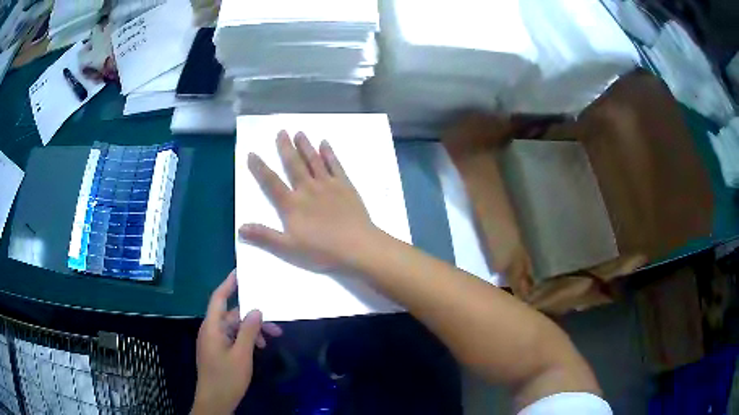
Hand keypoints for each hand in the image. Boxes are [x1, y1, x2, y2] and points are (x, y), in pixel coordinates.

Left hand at [192, 271, 282, 414]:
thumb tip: (256, 309)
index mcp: (212, 327)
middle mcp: (211, 330)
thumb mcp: (242, 355)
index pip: (218, 298)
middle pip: (231, 315)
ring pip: (233, 328)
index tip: (240, 272)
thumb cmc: (227, 378)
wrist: (215, 401)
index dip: (228, 284)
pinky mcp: (217, 351)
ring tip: (270, 340)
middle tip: (275, 324)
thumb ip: (249, 331)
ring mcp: (213, 341)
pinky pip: (232, 338)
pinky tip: (258, 348)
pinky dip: (245, 339)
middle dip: (252, 317)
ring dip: (251, 331)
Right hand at [239, 131, 377, 271]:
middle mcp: (308, 189)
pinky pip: (335, 165)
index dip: (260, 168)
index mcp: (292, 204)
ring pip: (314, 160)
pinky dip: (329, 153)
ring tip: (299, 132)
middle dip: (285, 147)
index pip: (271, 182)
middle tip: (281, 131)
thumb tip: (240, 228)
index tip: (252, 153)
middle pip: (293, 165)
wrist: (357, 246)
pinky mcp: (345, 185)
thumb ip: (264, 236)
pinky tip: (325, 143)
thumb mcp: (289, 248)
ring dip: (305, 145)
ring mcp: (328, 185)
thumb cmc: (322, 250)